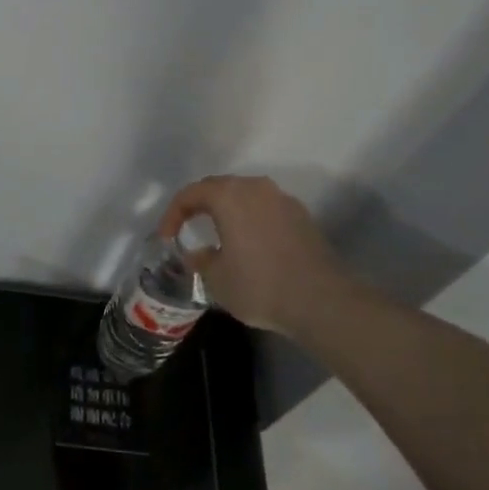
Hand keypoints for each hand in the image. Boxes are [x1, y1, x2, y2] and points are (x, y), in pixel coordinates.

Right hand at [158, 175, 353, 335]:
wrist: (323, 301)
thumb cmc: (260, 285)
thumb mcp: (216, 279)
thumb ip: (200, 260)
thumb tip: (197, 254)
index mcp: (228, 196)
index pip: (190, 194)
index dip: (172, 214)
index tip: (166, 237)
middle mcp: (255, 188)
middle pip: (218, 188)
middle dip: (199, 206)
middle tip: (187, 227)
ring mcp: (282, 200)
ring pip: (245, 196)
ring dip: (227, 210)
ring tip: (218, 233)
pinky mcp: (302, 216)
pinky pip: (265, 209)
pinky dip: (251, 219)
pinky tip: (249, 244)